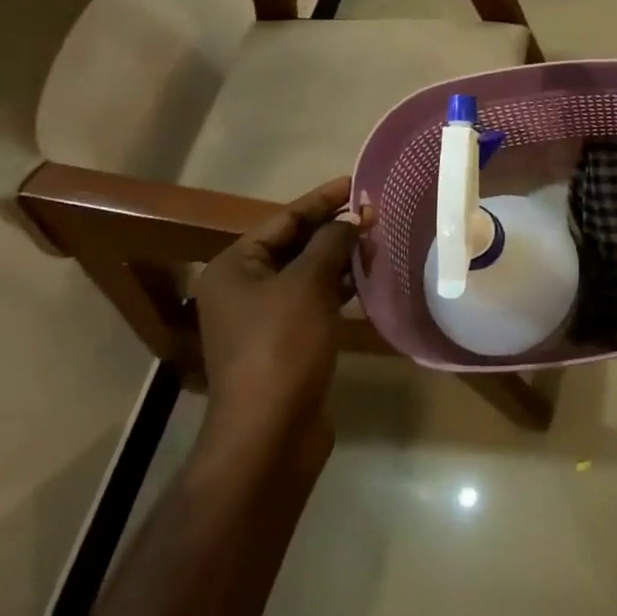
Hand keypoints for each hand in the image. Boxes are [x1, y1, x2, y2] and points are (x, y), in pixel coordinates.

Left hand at [193, 177, 362, 463]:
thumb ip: (332, 242)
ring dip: (342, 258)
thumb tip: (353, 218)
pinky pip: (316, 301)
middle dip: (336, 229)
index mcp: (236, 267)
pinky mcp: (287, 343)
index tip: (357, 182)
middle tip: (377, 212)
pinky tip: (369, 280)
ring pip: (309, 274)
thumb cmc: (282, 345)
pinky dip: (341, 288)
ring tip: (380, 240)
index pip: (285, 219)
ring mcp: (265, 318)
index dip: (323, 199)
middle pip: (296, 245)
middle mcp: (244, 288)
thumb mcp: (309, 283)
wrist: (270, 433)